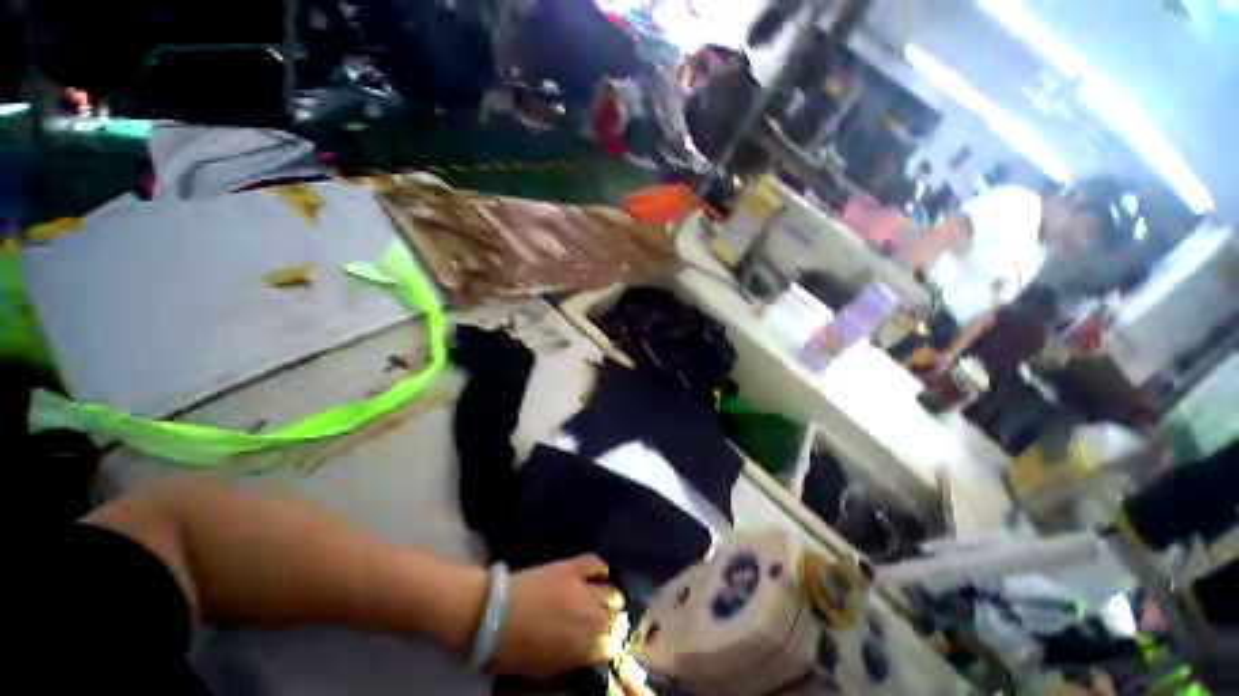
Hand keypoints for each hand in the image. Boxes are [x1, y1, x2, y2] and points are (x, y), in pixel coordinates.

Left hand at [490, 554, 617, 676]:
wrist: (491, 615)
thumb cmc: (513, 650)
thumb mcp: (544, 668)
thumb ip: (572, 661)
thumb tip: (588, 653)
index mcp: (580, 649)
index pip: (611, 647)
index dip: (611, 645)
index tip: (609, 642)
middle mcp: (588, 619)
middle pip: (614, 619)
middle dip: (613, 622)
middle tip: (607, 621)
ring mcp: (581, 589)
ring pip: (611, 592)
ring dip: (611, 598)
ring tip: (606, 598)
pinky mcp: (571, 567)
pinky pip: (595, 562)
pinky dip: (601, 568)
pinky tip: (601, 573)